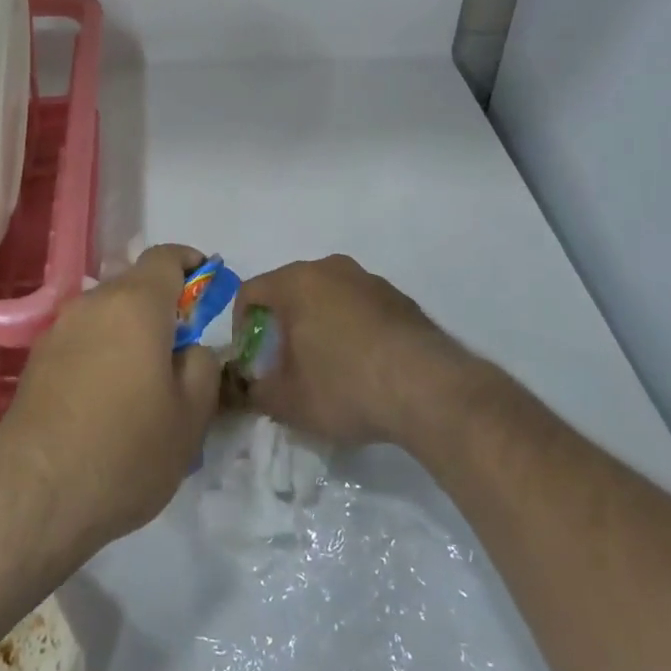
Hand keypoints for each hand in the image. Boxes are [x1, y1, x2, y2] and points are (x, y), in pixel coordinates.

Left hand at [0, 245, 222, 560]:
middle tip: (183, 353)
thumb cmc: (125, 451)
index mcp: (135, 303)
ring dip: (131, 334)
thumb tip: (189, 349)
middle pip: (135, 287)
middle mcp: (92, 304)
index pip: (166, 257)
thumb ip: (202, 367)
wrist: (32, 497)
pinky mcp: (36, 361)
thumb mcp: (191, 416)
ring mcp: (57, 331)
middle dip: (163, 308)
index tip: (208, 286)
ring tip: (146, 386)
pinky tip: (108, 403)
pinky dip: (103, 354)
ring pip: (107, 316)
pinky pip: (83, 341)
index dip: (192, 264)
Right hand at [236, 254, 466, 447]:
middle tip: (285, 362)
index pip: (251, 291)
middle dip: (282, 323)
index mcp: (296, 282)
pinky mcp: (400, 299)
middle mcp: (331, 269)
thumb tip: (252, 389)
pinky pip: (360, 307)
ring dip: (318, 324)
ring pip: (328, 296)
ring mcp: (370, 280)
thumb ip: (258, 392)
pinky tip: (363, 366)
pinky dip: (352, 328)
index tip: (252, 357)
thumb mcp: (288, 402)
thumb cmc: (344, 386)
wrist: (428, 389)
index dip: (242, 324)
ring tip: (326, 366)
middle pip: (291, 290)